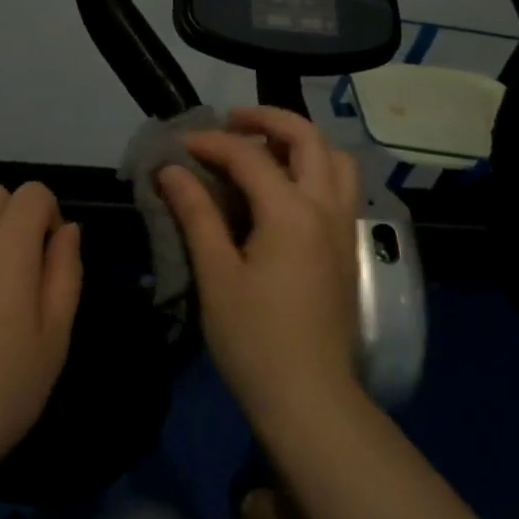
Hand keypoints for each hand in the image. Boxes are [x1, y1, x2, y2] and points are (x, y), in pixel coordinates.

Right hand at [158, 106, 362, 431]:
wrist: (310, 399)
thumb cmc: (255, 340)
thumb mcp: (216, 275)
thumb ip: (196, 214)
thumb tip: (171, 171)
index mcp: (291, 212)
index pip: (249, 156)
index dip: (210, 143)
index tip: (177, 146)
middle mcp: (326, 208)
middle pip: (308, 138)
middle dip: (268, 119)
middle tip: (231, 121)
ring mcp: (342, 228)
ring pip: (335, 160)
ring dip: (301, 142)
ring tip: (264, 150)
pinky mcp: (346, 250)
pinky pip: (340, 187)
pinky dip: (315, 169)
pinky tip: (284, 191)